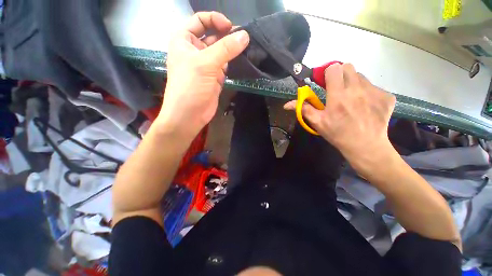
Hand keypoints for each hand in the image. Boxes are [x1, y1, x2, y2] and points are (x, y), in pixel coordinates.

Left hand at [155, 12, 249, 139]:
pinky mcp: (215, 78)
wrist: (189, 115)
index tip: (231, 28)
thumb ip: (226, 49)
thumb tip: (245, 35)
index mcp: (184, 40)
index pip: (201, 21)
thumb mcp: (205, 63)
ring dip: (232, 51)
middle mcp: (195, 50)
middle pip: (213, 36)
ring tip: (246, 50)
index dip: (216, 20)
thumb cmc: (190, 86)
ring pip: (221, 52)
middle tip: (244, 40)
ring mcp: (206, 65)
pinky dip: (233, 64)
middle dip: (227, 37)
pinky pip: (225, 66)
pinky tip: (242, 62)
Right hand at [284, 63, 395, 170]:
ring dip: (353, 83)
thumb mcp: (317, 122)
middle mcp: (358, 90)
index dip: (327, 73)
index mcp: (338, 97)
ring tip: (351, 99)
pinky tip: (364, 106)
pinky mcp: (387, 97)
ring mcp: (375, 92)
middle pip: (348, 67)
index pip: (334, 69)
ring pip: (361, 76)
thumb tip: (286, 104)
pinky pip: (374, 87)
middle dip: (340, 75)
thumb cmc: (337, 134)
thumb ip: (303, 109)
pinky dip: (366, 93)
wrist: (366, 147)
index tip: (324, 82)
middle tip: (337, 88)